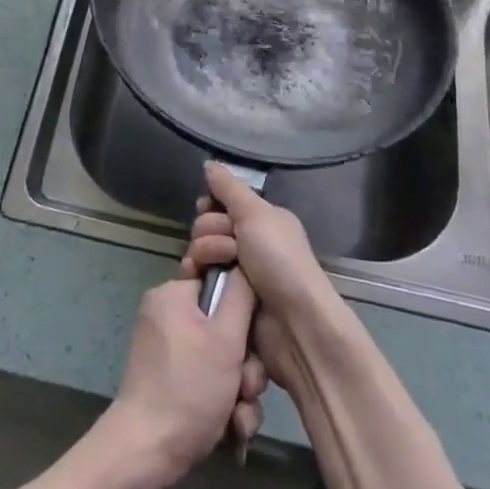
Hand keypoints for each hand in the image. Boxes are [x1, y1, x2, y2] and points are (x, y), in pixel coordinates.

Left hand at [101, 271, 267, 488]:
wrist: (147, 454)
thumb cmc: (188, 388)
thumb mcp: (225, 337)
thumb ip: (241, 294)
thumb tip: (245, 262)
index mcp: (173, 294)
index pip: (217, 275)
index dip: (242, 298)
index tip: (255, 322)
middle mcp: (169, 316)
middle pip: (225, 323)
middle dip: (246, 359)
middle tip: (248, 384)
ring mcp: (170, 351)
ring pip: (222, 357)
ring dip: (240, 387)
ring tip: (240, 414)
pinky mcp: (174, 382)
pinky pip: (209, 379)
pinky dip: (225, 402)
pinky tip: (234, 428)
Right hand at [182, 162, 345, 390]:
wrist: (294, 324)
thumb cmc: (280, 260)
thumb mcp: (256, 214)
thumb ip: (229, 188)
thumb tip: (209, 164)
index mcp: (260, 221)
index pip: (221, 202)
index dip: (210, 204)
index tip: (207, 207)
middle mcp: (247, 244)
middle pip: (206, 225)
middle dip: (210, 230)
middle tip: (229, 245)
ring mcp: (234, 274)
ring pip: (199, 251)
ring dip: (204, 253)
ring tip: (220, 267)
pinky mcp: (223, 301)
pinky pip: (197, 279)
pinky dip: (195, 276)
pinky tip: (198, 279)